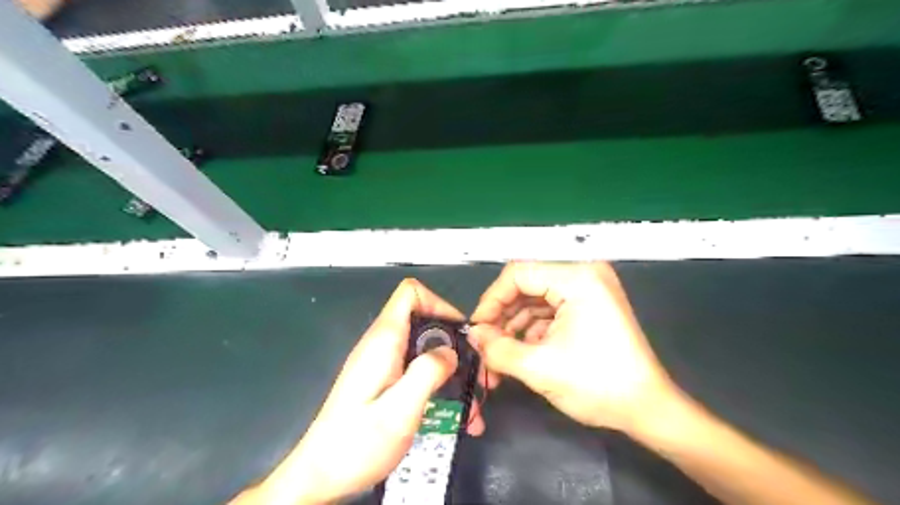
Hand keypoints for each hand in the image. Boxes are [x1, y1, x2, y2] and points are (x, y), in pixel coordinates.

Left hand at [231, 278, 484, 503]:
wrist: (319, 476)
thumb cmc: (357, 444)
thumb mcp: (399, 410)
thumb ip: (427, 373)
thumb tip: (450, 351)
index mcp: (384, 340)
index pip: (411, 293)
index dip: (439, 303)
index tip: (460, 333)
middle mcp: (382, 344)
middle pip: (423, 321)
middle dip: (453, 344)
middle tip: (474, 374)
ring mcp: (382, 363)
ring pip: (424, 349)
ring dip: (449, 372)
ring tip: (469, 405)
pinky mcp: (383, 381)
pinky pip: (415, 370)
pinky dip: (437, 385)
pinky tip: (451, 415)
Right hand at [471, 261, 674, 433]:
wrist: (648, 410)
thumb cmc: (598, 385)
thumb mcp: (539, 367)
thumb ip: (498, 348)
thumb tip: (473, 335)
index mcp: (577, 278)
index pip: (519, 274)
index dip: (491, 300)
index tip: (476, 329)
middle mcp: (583, 276)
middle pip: (526, 287)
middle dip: (502, 319)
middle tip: (484, 347)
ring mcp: (588, 292)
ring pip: (535, 302)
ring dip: (514, 329)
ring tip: (498, 359)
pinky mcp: (589, 308)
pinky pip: (549, 313)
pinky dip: (531, 332)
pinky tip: (520, 355)